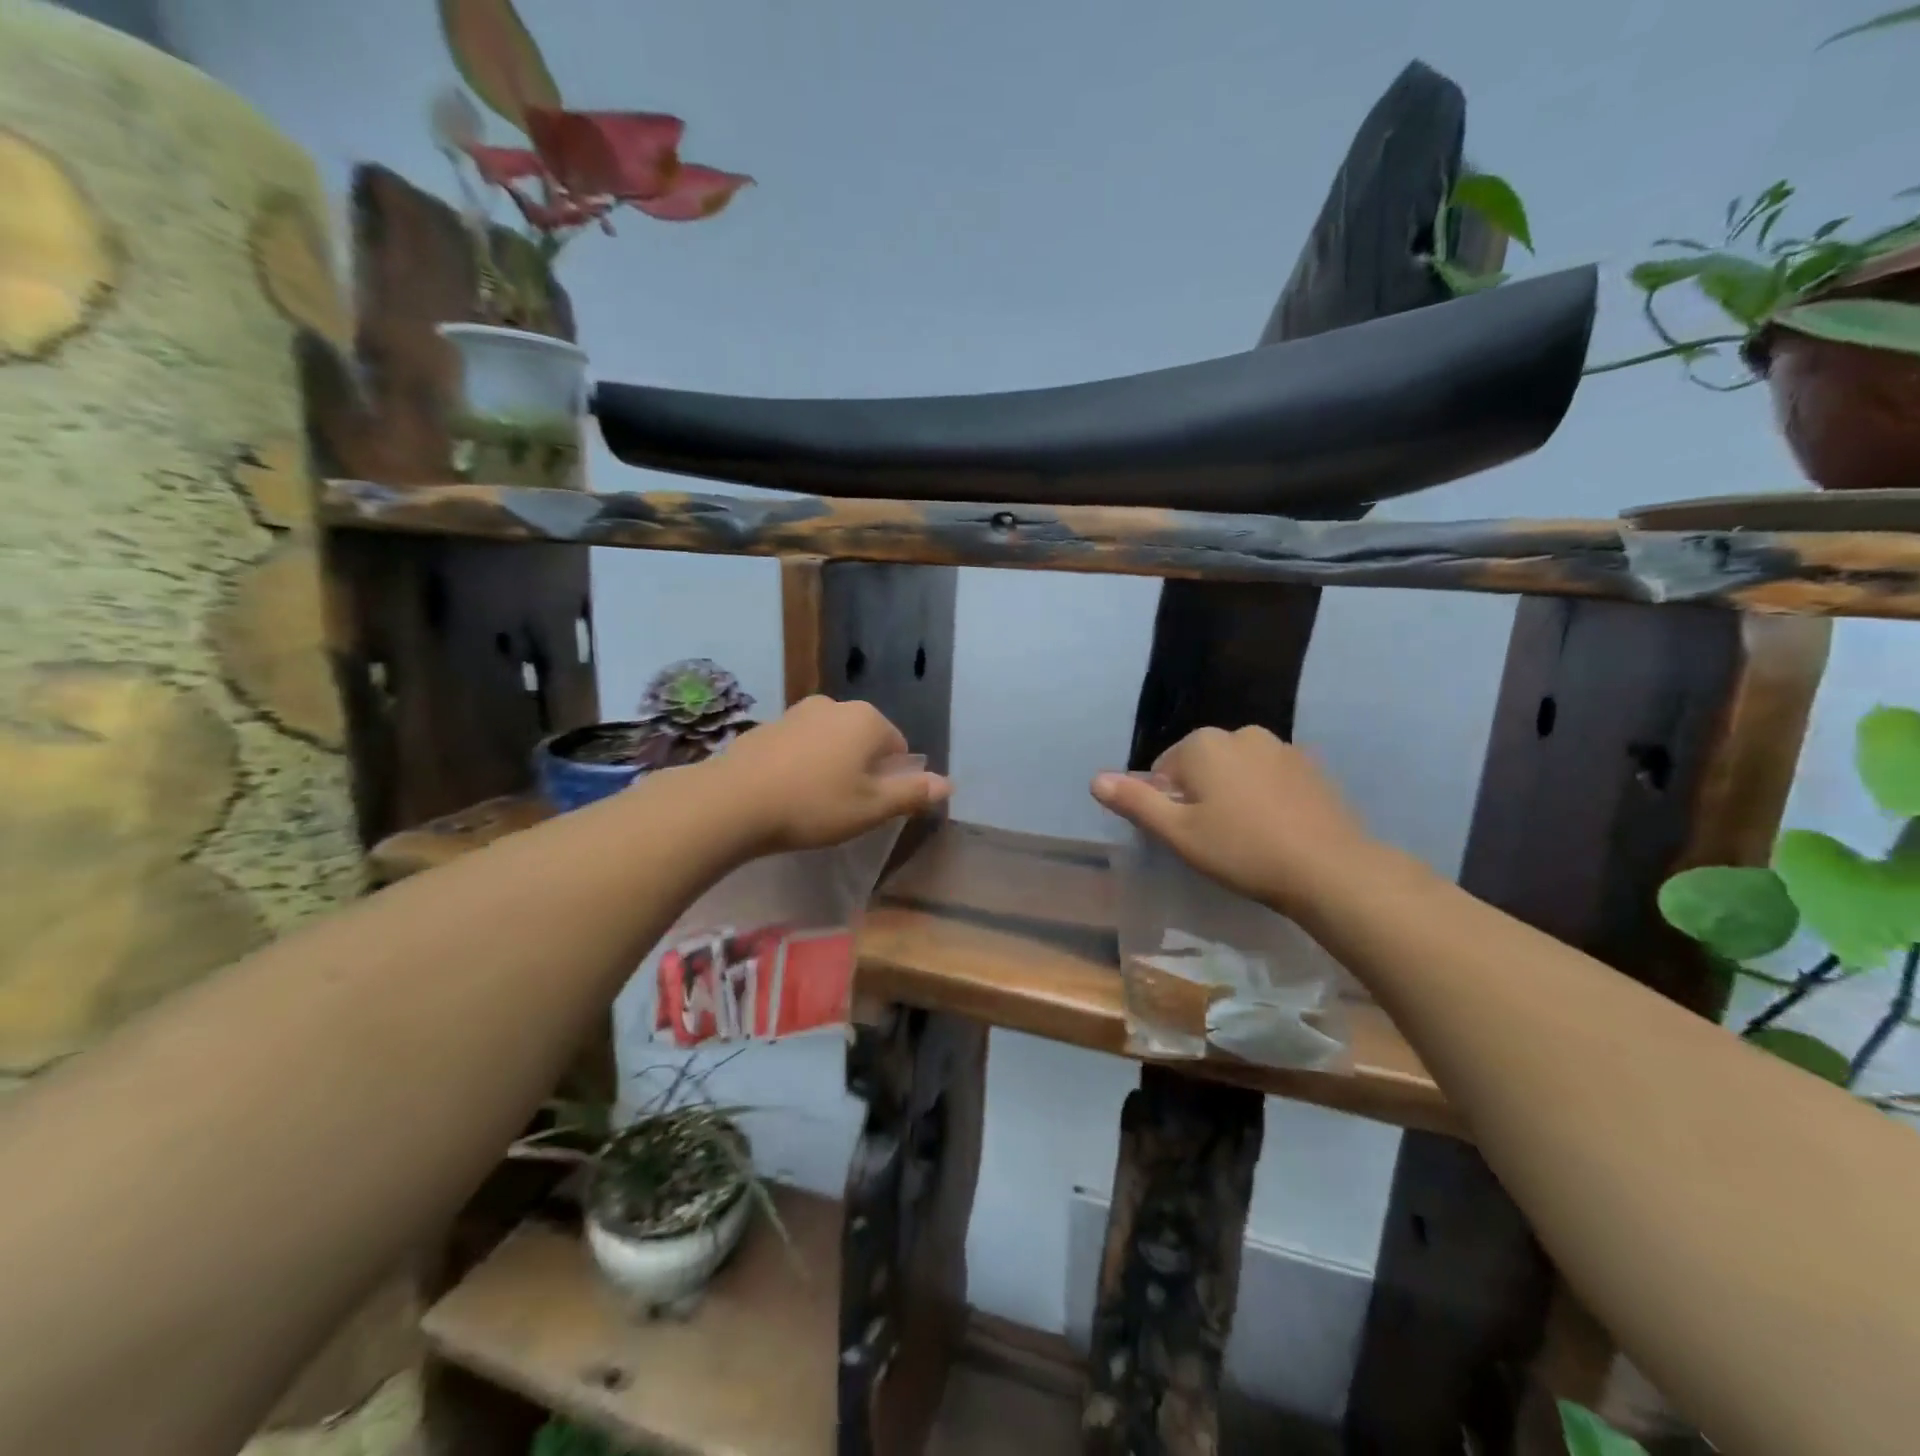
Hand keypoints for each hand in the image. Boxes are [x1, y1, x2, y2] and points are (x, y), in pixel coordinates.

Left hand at [701, 696, 950, 855]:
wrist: (734, 801)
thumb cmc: (814, 805)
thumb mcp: (871, 808)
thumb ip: (912, 793)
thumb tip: (948, 784)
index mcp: (867, 719)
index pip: (898, 746)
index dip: (891, 779)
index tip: (872, 807)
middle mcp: (835, 705)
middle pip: (863, 740)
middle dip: (861, 769)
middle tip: (845, 807)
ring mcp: (797, 712)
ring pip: (830, 741)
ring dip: (830, 765)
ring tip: (814, 802)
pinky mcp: (767, 726)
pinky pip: (799, 745)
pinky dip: (801, 764)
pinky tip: (786, 792)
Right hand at [1091, 726, 1374, 915]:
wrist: (1329, 868)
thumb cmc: (1242, 850)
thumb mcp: (1178, 833)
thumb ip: (1136, 802)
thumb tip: (1096, 779)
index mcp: (1203, 744)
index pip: (1164, 768)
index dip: (1167, 804)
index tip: (1185, 835)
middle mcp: (1240, 732)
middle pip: (1201, 765)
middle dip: (1199, 795)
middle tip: (1212, 838)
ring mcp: (1280, 747)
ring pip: (1237, 770)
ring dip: (1232, 794)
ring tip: (1246, 836)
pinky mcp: (1310, 766)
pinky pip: (1270, 777)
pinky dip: (1264, 796)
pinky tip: (1275, 829)